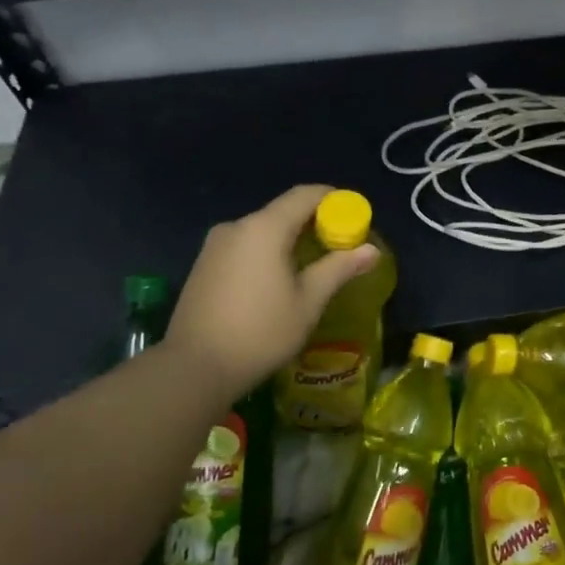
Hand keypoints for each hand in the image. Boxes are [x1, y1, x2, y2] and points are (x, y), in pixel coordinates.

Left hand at [162, 185, 379, 398]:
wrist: (192, 369)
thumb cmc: (260, 332)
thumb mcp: (308, 302)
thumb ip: (339, 268)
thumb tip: (371, 250)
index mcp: (265, 228)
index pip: (306, 195)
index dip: (334, 199)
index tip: (355, 216)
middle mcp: (237, 226)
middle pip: (283, 211)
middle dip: (314, 222)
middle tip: (338, 246)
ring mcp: (215, 246)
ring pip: (262, 230)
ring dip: (289, 239)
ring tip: (310, 266)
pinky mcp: (203, 265)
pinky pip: (244, 246)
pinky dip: (266, 252)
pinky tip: (276, 280)